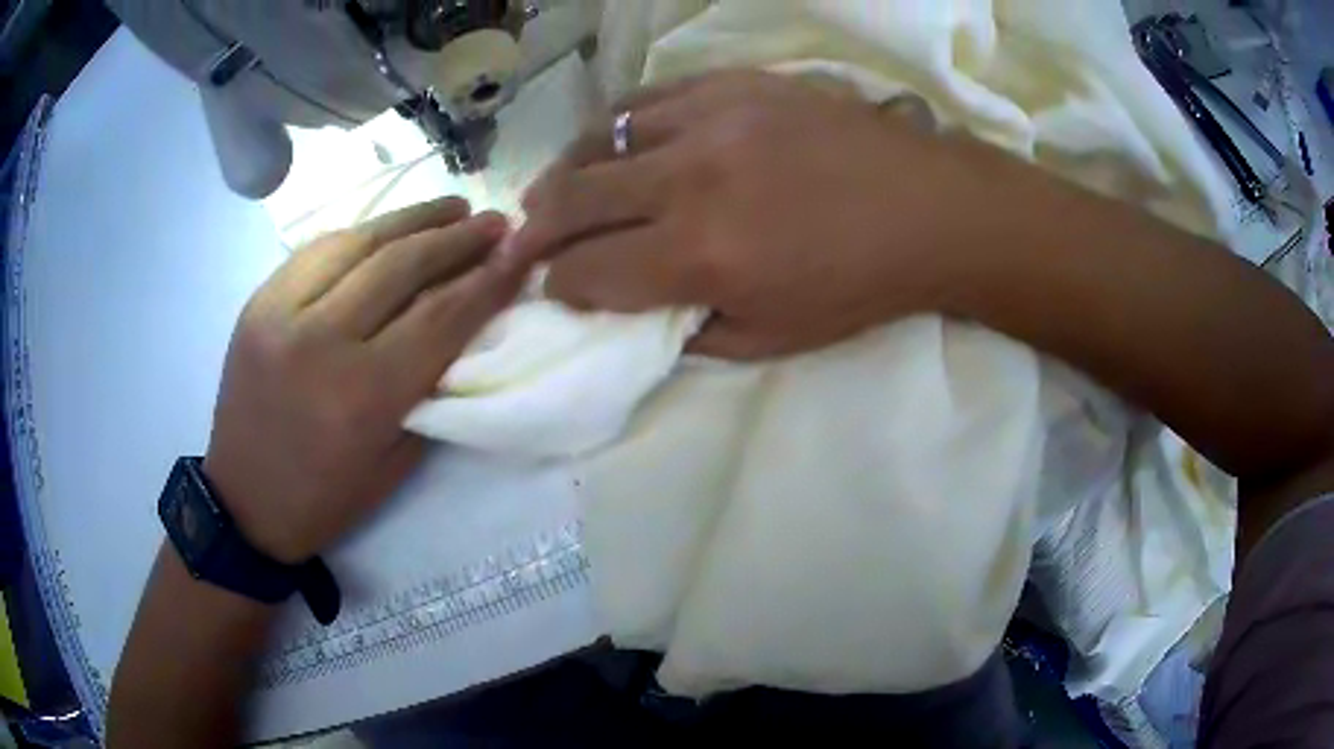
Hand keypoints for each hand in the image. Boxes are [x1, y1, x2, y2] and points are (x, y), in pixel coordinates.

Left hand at [203, 198, 528, 562]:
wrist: (243, 502)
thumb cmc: (325, 498)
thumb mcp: (395, 463)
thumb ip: (430, 388)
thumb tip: (464, 326)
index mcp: (362, 395)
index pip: (440, 315)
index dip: (488, 279)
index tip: (522, 252)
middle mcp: (320, 340)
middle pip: (401, 265)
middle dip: (457, 238)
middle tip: (495, 222)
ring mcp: (280, 312)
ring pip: (357, 241)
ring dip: (412, 219)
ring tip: (452, 207)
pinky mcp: (257, 302)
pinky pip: (317, 250)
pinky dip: (361, 233)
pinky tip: (387, 230)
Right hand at [514, 70, 1022, 358]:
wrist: (928, 210)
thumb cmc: (857, 285)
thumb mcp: (774, 340)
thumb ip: (691, 330)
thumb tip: (636, 311)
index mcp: (701, 255)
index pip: (587, 271)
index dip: (559, 286)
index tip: (555, 287)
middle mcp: (690, 180)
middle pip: (574, 199)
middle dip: (536, 228)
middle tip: (525, 238)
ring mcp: (710, 119)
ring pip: (599, 139)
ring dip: (565, 172)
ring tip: (555, 189)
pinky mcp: (734, 85)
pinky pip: (647, 98)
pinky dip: (615, 126)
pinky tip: (611, 142)